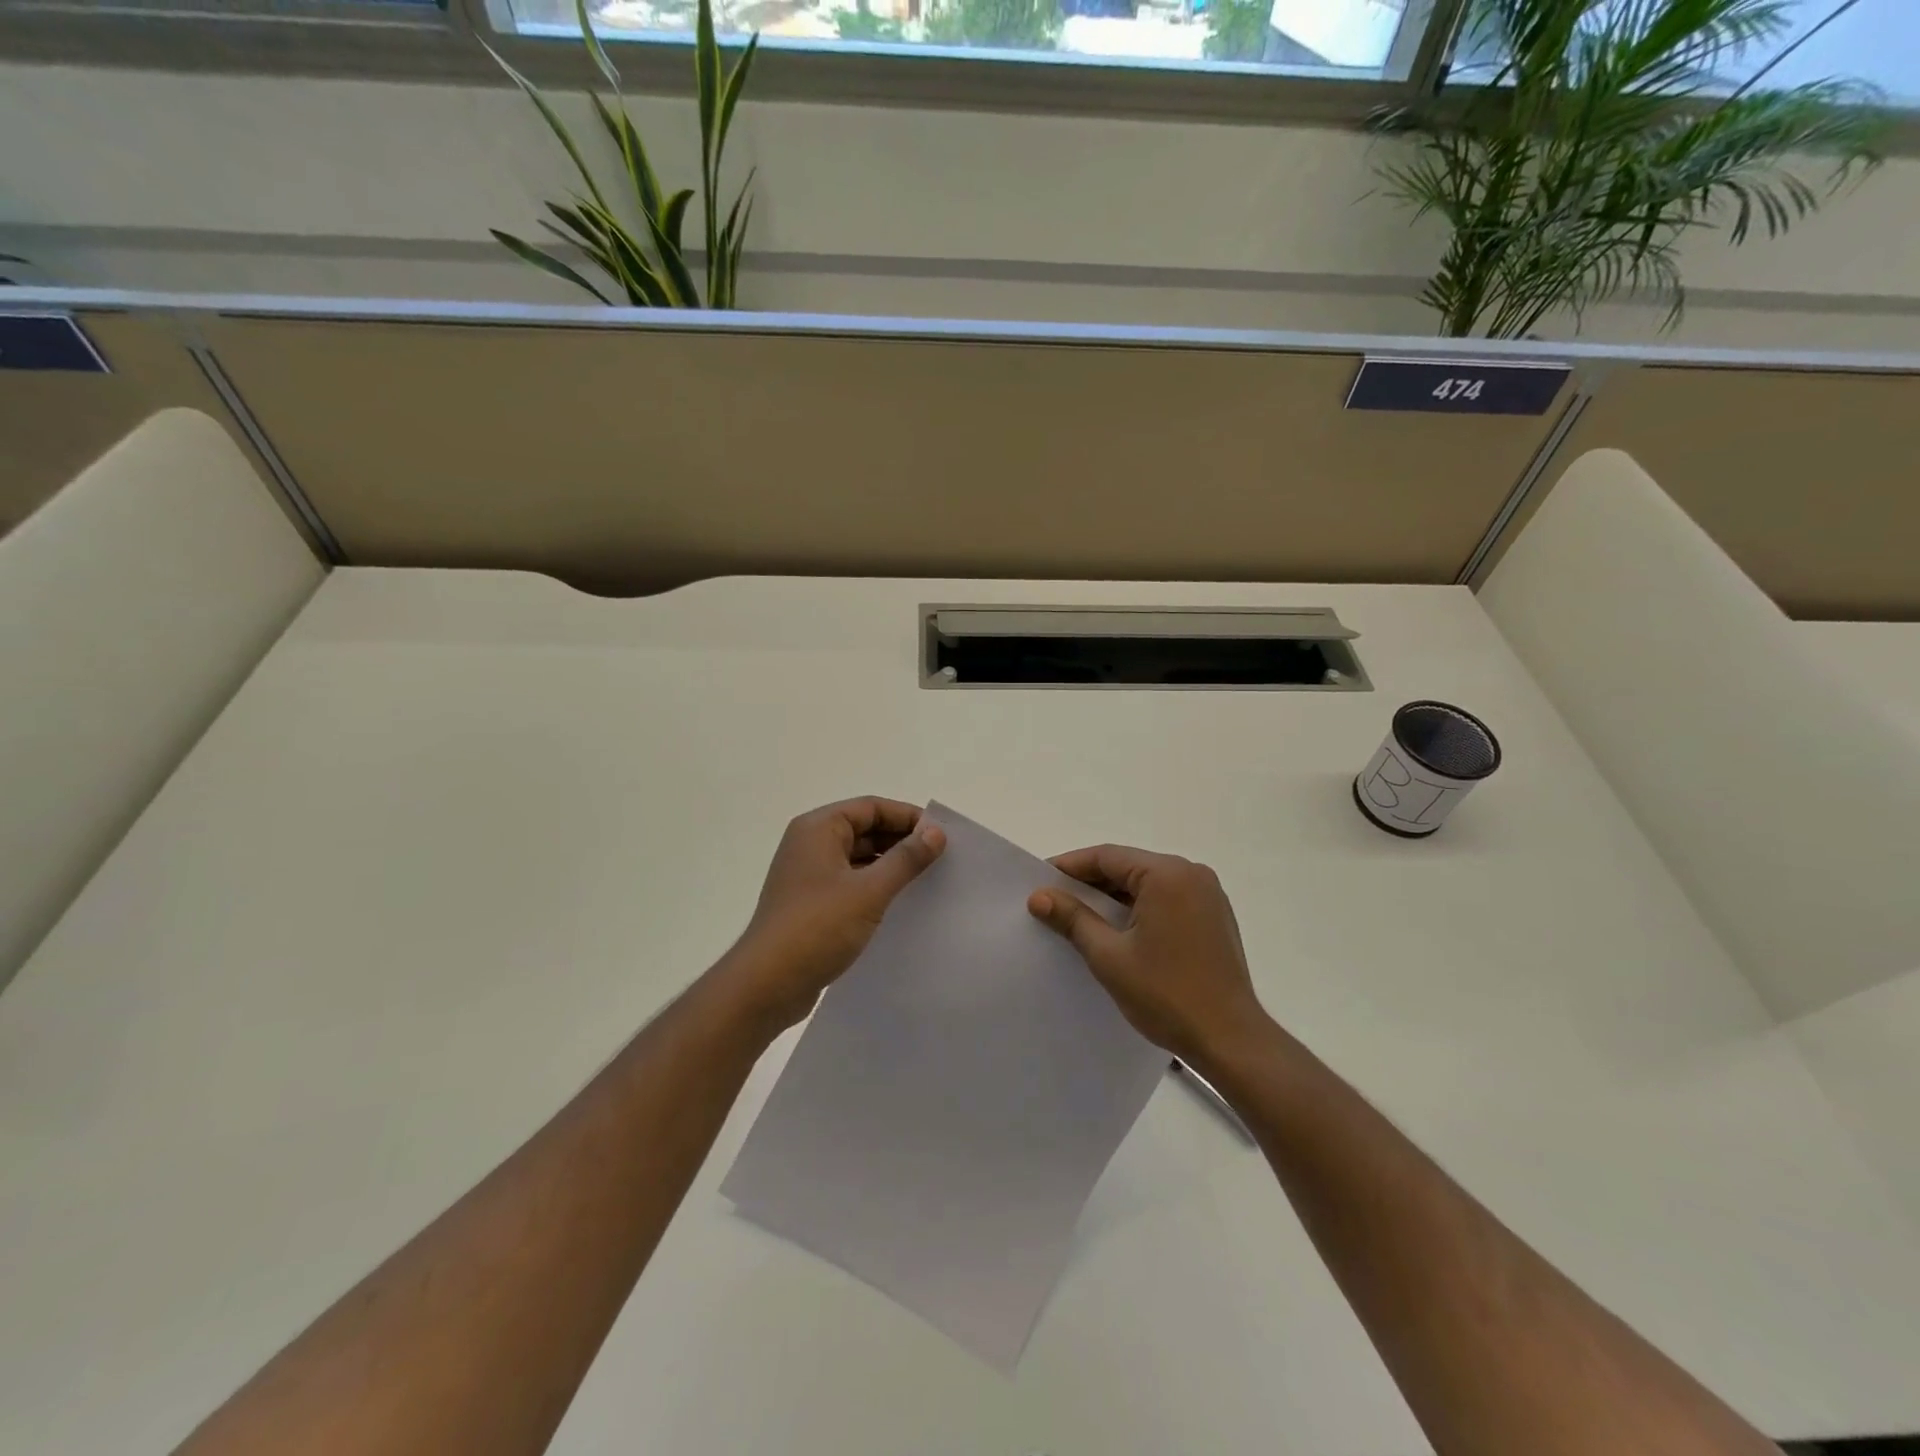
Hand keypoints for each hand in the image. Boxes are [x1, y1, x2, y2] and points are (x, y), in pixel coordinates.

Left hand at [713, 797, 944, 1035]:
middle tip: (940, 859)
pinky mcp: (809, 903)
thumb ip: (906, 858)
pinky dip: (874, 886)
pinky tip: (899, 904)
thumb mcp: (870, 890)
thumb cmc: (818, 927)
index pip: (871, 807)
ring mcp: (807, 875)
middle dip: (901, 841)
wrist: (766, 985)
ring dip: (889, 865)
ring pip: (857, 858)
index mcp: (819, 829)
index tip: (941, 835)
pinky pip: (849, 882)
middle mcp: (809, 844)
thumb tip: (936, 832)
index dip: (907, 817)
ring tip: (926, 881)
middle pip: (864, 829)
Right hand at [1028, 844, 1267, 1069]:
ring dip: (1114, 898)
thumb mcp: (1109, 956)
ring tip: (1079, 918)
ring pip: (1147, 884)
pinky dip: (1139, 909)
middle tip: (1054, 901)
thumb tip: (1038, 896)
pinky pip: (1167, 900)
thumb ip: (1073, 919)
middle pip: (1128, 867)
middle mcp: (1191, 873)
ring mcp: (1208, 894)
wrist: (1230, 1040)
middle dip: (1090, 883)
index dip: (1069, 867)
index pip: (1107, 857)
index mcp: (1167, 874)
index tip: (1039, 882)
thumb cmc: (1166, 995)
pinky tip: (1117, 931)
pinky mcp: (1214, 917)